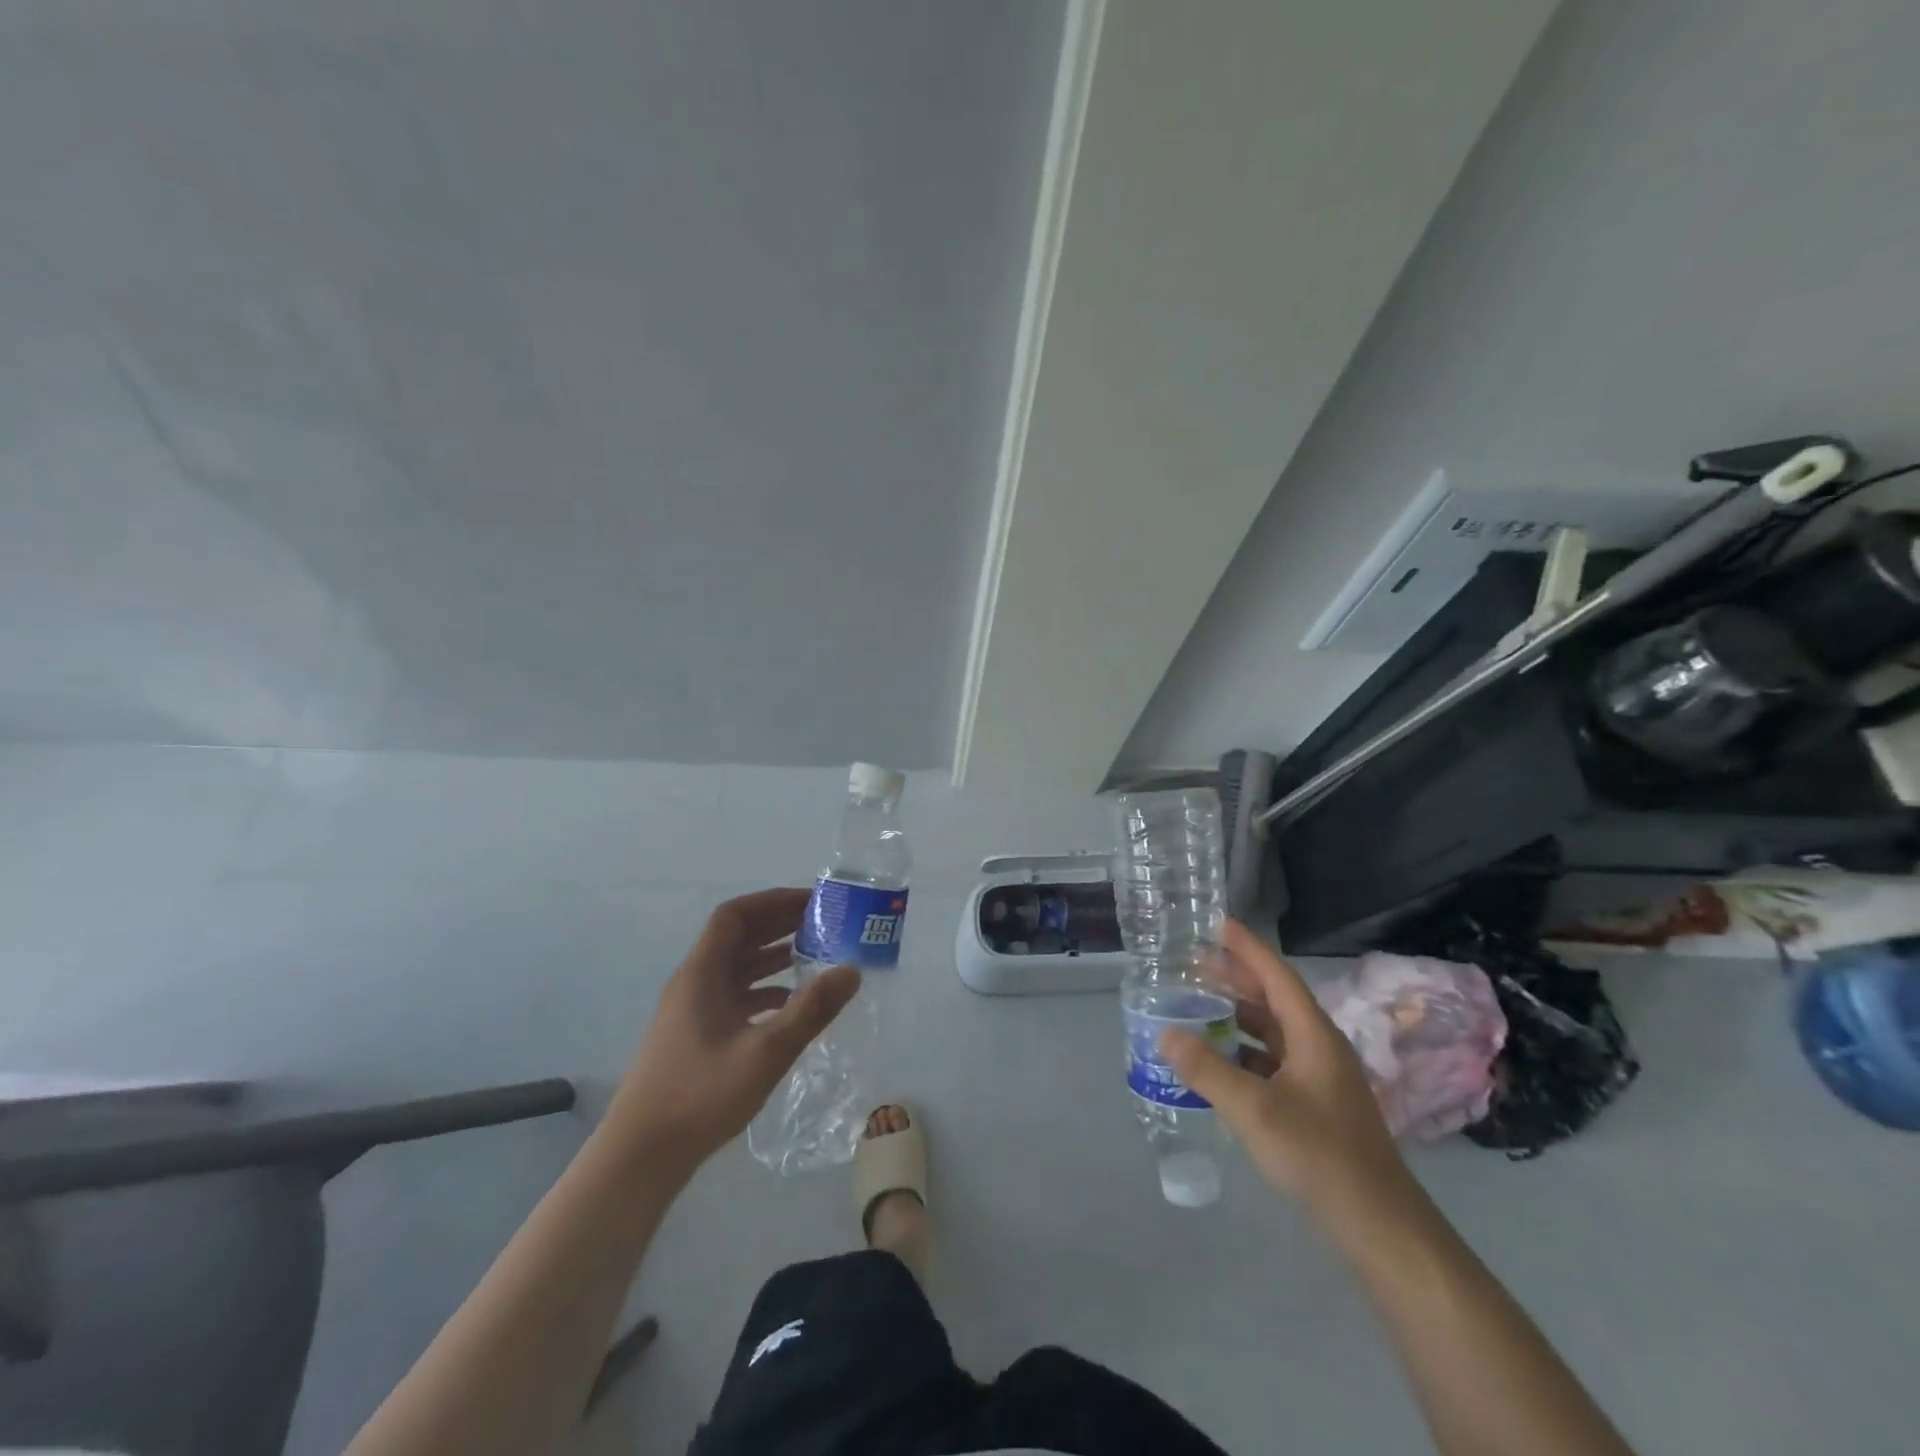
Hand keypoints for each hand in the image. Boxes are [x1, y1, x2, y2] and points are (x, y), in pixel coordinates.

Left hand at [604, 888, 858, 1177]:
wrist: (641, 1158)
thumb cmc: (700, 1097)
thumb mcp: (765, 1053)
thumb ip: (811, 1010)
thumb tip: (852, 970)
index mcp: (701, 974)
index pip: (734, 915)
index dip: (772, 901)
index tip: (811, 902)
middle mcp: (694, 983)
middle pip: (737, 937)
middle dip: (779, 924)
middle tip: (823, 924)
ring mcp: (692, 1011)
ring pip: (736, 967)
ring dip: (773, 955)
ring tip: (816, 955)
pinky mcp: (695, 1036)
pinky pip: (734, 995)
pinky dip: (764, 989)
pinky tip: (791, 1003)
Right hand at [1161, 919, 1418, 1231]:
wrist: (1378, 1224)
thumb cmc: (1319, 1155)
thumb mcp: (1255, 1110)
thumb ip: (1207, 1070)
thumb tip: (1164, 1033)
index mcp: (1313, 1035)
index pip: (1276, 975)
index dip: (1246, 947)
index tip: (1216, 922)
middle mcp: (1319, 1046)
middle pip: (1274, 999)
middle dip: (1236, 978)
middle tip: (1193, 962)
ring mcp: (1320, 1076)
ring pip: (1273, 1031)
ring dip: (1238, 1015)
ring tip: (1199, 1005)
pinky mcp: (1315, 1103)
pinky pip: (1273, 1060)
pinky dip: (1244, 1050)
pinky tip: (1219, 1060)